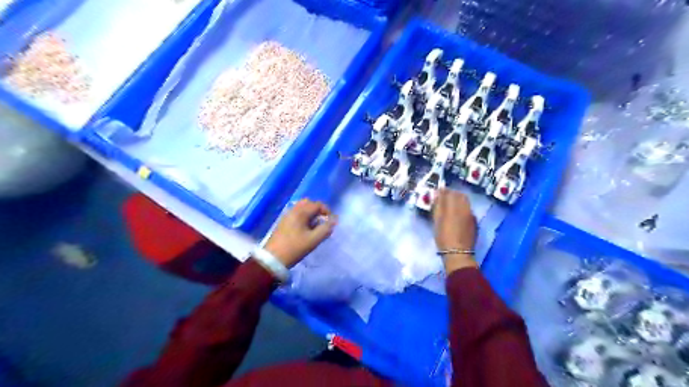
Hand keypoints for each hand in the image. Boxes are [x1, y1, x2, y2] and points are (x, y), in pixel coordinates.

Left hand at [264, 197, 337, 266]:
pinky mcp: (283, 222)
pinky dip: (303, 217)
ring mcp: (286, 216)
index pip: (317, 204)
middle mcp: (293, 210)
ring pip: (301, 208)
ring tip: (315, 226)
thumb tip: (334, 220)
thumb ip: (326, 229)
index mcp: (300, 212)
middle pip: (308, 203)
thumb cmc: (295, 248)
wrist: (273, 259)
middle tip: (323, 221)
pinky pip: (296, 214)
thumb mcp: (313, 240)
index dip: (327, 211)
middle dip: (317, 210)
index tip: (331, 221)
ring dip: (310, 213)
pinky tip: (305, 230)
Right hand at [433, 190, 477, 272]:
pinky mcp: (474, 223)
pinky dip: (462, 209)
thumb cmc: (443, 236)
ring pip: (465, 203)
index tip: (438, 193)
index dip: (443, 191)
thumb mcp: (437, 220)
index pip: (450, 192)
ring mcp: (472, 215)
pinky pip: (468, 211)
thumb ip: (438, 205)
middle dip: (452, 194)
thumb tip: (438, 194)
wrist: (458, 253)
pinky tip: (457, 217)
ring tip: (450, 208)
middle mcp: (465, 208)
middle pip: (460, 195)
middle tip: (444, 199)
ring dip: (458, 201)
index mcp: (455, 206)